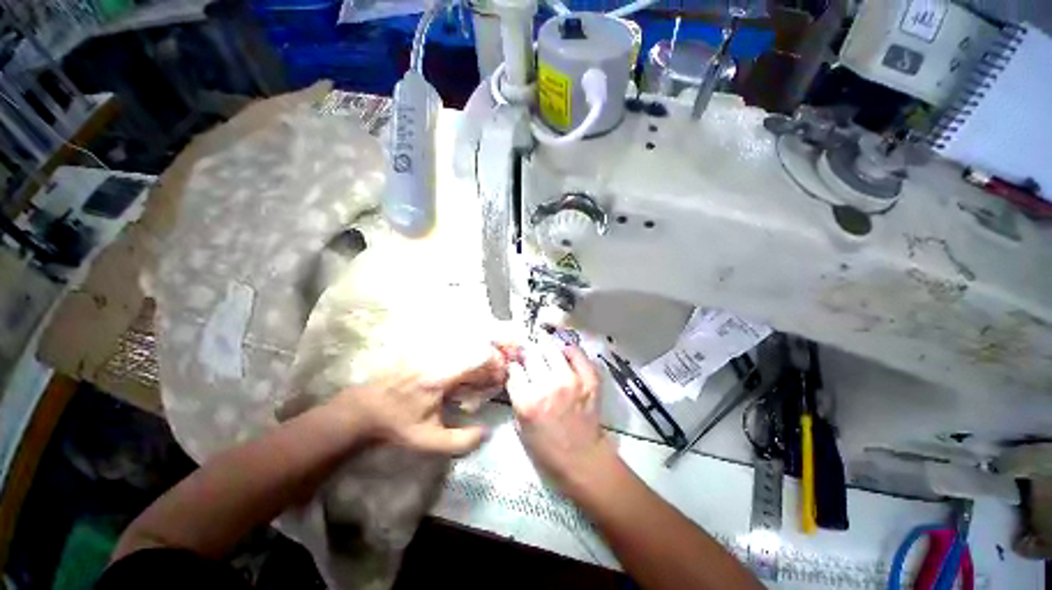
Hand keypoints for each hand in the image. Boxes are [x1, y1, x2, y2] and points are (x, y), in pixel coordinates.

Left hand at [326, 346, 509, 454]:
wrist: (364, 409)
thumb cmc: (398, 425)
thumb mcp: (428, 442)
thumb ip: (461, 441)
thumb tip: (487, 431)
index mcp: (442, 377)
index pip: (479, 359)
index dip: (496, 365)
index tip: (502, 377)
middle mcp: (439, 358)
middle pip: (475, 348)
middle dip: (492, 359)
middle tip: (495, 375)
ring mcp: (431, 351)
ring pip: (465, 345)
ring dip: (479, 355)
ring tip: (482, 372)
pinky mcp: (425, 350)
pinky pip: (453, 346)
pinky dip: (466, 353)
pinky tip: (465, 368)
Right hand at [506, 339, 616, 491]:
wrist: (582, 458)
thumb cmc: (546, 447)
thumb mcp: (520, 424)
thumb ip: (516, 395)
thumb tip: (515, 371)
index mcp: (527, 401)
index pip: (514, 369)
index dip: (514, 366)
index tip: (517, 367)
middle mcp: (548, 386)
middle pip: (532, 354)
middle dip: (528, 356)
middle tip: (531, 360)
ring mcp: (571, 380)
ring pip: (552, 349)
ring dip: (546, 350)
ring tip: (547, 356)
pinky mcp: (589, 379)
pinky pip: (577, 353)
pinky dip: (569, 351)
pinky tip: (565, 356)